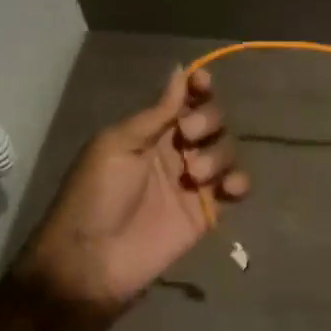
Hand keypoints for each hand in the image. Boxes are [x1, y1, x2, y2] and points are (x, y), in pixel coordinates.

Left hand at [12, 68, 249, 327]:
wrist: (91, 259)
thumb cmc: (95, 194)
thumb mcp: (117, 145)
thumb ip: (155, 113)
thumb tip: (179, 70)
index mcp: (151, 130)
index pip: (184, 99)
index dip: (198, 87)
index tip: (202, 83)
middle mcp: (176, 150)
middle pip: (211, 119)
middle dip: (207, 118)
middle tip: (188, 135)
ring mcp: (193, 181)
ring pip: (226, 150)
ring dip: (218, 153)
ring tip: (195, 174)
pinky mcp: (206, 212)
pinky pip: (235, 188)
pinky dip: (239, 182)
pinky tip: (228, 188)